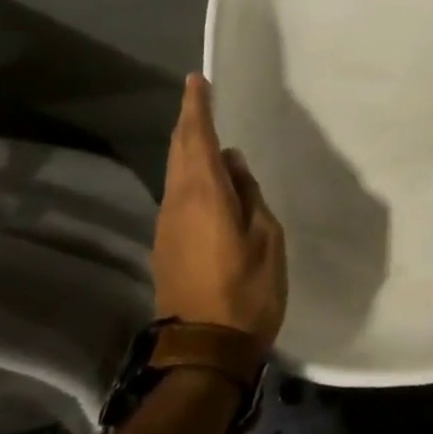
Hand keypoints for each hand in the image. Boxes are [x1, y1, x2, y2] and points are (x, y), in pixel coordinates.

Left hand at [152, 74, 287, 346]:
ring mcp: (168, 226)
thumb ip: (249, 195)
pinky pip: (177, 194)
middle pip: (180, 151)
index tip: (197, 81)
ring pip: (175, 173)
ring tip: (204, 131)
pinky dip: (188, 173)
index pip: (198, 138)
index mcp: (205, 195)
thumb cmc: (247, 290)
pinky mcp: (166, 245)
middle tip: (199, 97)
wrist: (203, 352)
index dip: (198, 107)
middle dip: (188, 121)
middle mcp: (178, 203)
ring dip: (187, 147)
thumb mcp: (266, 236)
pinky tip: (205, 177)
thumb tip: (232, 166)